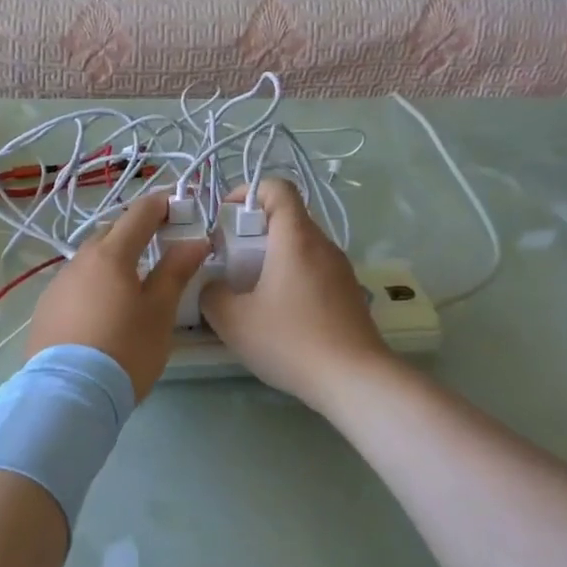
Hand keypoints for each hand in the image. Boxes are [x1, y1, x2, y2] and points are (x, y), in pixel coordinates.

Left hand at [25, 194, 209, 399]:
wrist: (67, 394)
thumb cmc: (125, 349)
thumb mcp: (160, 312)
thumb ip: (176, 271)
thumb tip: (195, 240)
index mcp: (111, 254)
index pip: (140, 213)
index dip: (162, 205)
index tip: (181, 207)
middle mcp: (79, 260)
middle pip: (111, 234)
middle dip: (136, 232)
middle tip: (161, 246)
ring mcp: (58, 285)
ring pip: (91, 260)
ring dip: (113, 261)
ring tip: (133, 284)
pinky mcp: (46, 309)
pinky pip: (76, 285)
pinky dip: (94, 285)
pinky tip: (103, 310)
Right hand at [199, 178, 393, 406]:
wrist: (354, 379)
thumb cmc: (290, 340)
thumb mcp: (234, 321)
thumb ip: (212, 294)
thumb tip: (214, 286)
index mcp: (295, 237)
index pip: (278, 187)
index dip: (247, 192)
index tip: (226, 217)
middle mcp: (323, 244)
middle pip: (287, 218)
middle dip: (254, 232)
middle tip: (231, 262)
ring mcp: (341, 269)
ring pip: (301, 247)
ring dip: (273, 258)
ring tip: (252, 292)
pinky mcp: (350, 294)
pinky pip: (314, 271)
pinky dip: (292, 278)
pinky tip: (280, 315)